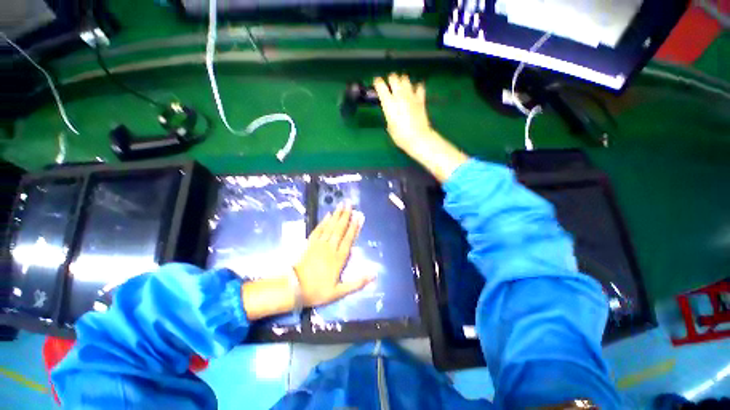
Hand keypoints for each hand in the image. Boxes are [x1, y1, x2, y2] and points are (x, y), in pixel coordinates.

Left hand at [294, 201, 371, 306]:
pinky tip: (327, 215)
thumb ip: (357, 283)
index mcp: (338, 259)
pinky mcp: (310, 244)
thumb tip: (374, 275)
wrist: (294, 289)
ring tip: (341, 204)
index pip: (348, 239)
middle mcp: (330, 248)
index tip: (359, 216)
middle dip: (345, 216)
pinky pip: (318, 230)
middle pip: (339, 229)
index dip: (354, 227)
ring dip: (336, 215)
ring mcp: (319, 244)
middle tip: (350, 204)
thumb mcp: (339, 292)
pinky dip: (323, 221)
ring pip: (330, 227)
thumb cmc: (317, 291)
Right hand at [374, 73, 468, 182]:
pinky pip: (419, 86)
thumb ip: (389, 114)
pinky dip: (416, 87)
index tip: (377, 84)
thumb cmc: (400, 136)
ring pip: (406, 79)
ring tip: (402, 87)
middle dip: (391, 80)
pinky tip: (415, 92)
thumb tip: (392, 110)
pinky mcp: (421, 99)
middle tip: (390, 86)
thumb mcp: (390, 126)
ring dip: (402, 81)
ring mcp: (411, 96)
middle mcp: (399, 95)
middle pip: (394, 78)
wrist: (418, 138)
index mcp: (388, 103)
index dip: (377, 82)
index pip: (380, 85)